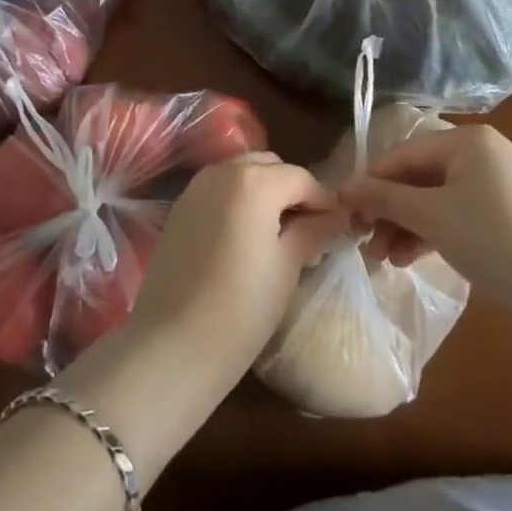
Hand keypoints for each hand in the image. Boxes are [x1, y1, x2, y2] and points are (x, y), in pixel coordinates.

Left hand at [125, 154, 343, 389]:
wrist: (173, 344)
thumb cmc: (241, 308)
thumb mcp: (287, 267)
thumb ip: (312, 231)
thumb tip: (335, 216)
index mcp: (255, 181)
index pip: (302, 178)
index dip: (324, 201)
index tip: (338, 228)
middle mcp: (223, 171)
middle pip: (270, 167)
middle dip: (292, 191)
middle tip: (309, 230)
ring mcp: (196, 186)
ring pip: (242, 173)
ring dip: (265, 192)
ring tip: (279, 235)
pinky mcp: (180, 207)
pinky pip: (220, 189)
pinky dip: (239, 200)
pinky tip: (247, 237)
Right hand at [337, 125, 511, 325]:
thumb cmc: (493, 238)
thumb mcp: (431, 217)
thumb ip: (385, 199)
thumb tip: (343, 190)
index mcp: (466, 140)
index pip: (404, 154)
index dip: (371, 182)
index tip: (346, 212)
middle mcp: (482, 152)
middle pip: (420, 177)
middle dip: (390, 210)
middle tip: (366, 242)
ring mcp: (497, 183)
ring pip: (437, 198)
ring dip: (408, 226)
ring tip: (385, 259)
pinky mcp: (507, 213)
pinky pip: (458, 214)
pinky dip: (434, 232)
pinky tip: (411, 258)